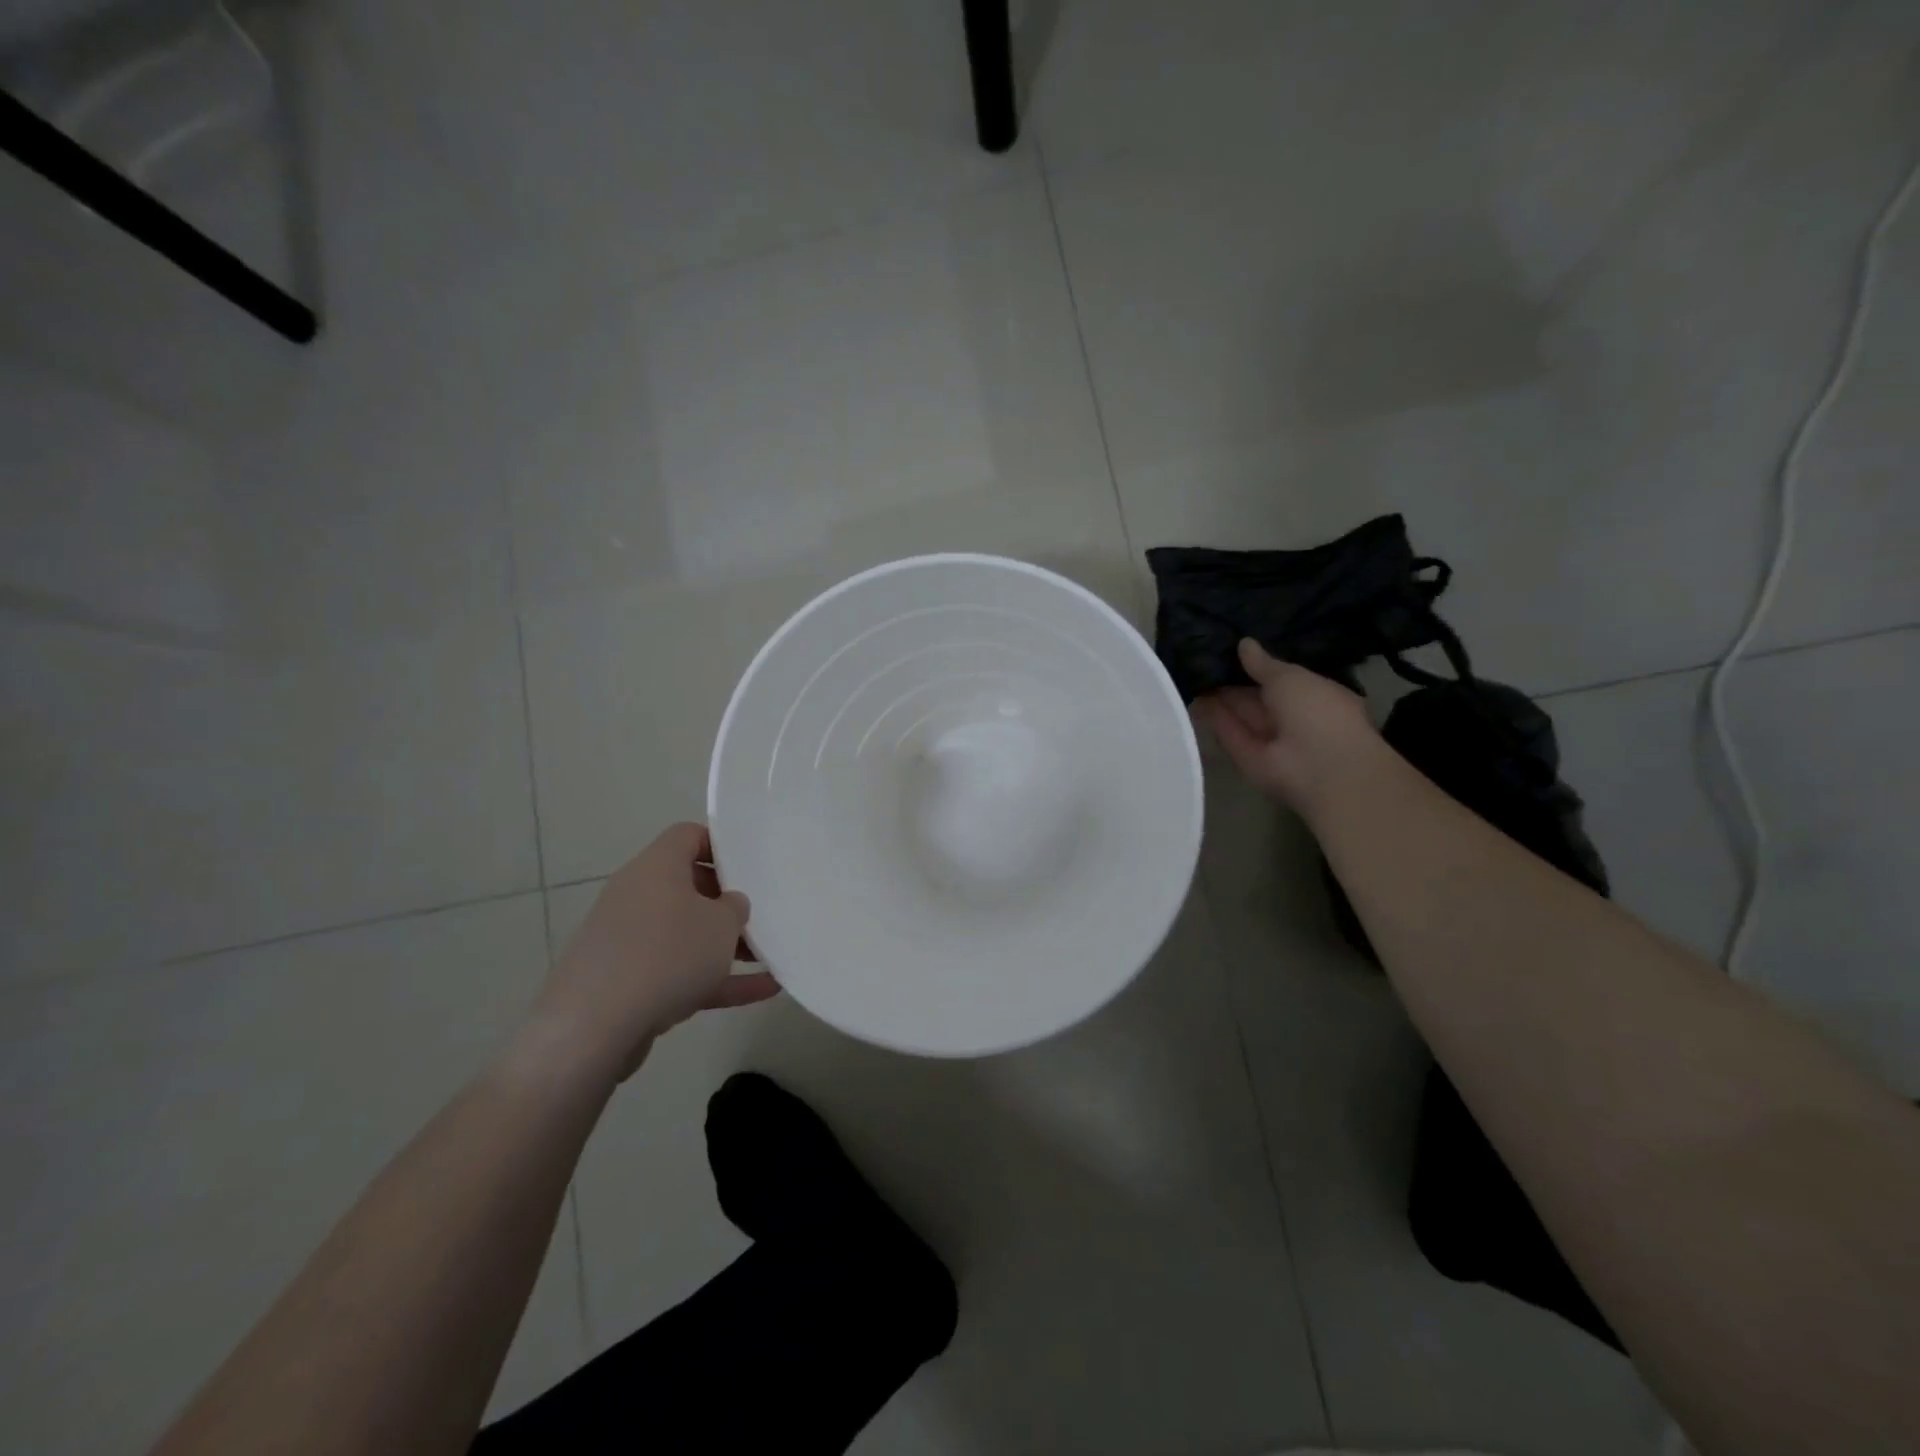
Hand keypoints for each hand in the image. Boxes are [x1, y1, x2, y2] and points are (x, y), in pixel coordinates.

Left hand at [530, 823, 778, 1083]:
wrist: (593, 1028)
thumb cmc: (666, 955)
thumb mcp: (721, 924)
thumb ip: (735, 907)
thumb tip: (728, 905)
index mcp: (656, 867)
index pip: (688, 836)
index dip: (721, 845)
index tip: (752, 865)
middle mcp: (637, 896)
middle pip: (689, 887)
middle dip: (727, 903)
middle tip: (761, 915)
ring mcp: (629, 941)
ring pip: (685, 934)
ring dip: (725, 945)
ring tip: (769, 957)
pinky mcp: (627, 982)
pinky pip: (679, 972)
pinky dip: (715, 979)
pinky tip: (762, 991)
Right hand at [1195, 639, 1379, 811]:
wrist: (1319, 767)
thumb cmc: (1317, 711)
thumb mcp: (1291, 677)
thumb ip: (1263, 663)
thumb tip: (1244, 643)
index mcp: (1313, 696)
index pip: (1281, 678)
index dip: (1257, 665)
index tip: (1231, 647)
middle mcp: (1291, 718)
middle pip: (1256, 696)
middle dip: (1233, 678)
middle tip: (1203, 656)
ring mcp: (1268, 740)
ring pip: (1239, 713)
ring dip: (1218, 695)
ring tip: (1191, 669)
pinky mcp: (1246, 757)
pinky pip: (1228, 732)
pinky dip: (1212, 716)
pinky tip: (1191, 694)